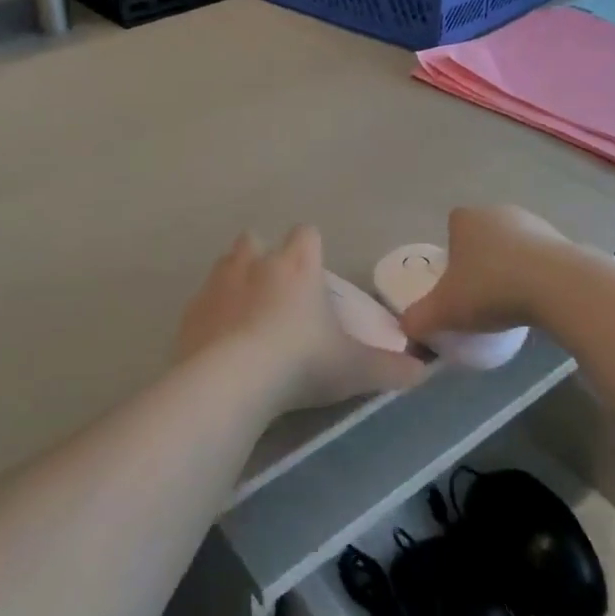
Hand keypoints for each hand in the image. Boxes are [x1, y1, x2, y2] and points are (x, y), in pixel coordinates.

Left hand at [178, 228, 427, 411]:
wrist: (232, 381)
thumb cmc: (301, 362)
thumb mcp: (354, 369)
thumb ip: (390, 368)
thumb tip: (423, 371)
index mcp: (296, 266)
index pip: (306, 234)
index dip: (311, 247)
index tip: (315, 271)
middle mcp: (255, 263)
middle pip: (255, 240)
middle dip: (264, 256)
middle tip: (276, 291)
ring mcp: (218, 284)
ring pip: (225, 264)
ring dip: (234, 279)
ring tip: (245, 312)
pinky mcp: (191, 311)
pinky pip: (202, 302)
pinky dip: (211, 314)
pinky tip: (219, 340)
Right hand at [399, 206, 568, 340]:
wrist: (557, 287)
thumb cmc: (490, 289)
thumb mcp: (444, 311)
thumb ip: (418, 319)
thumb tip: (405, 330)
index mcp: (466, 219)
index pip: (452, 226)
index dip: (452, 253)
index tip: (456, 282)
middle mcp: (498, 212)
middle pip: (484, 235)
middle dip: (482, 260)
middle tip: (481, 295)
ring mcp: (534, 223)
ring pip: (514, 245)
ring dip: (512, 266)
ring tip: (512, 303)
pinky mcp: (564, 241)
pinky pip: (542, 259)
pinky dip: (538, 276)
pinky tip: (539, 302)